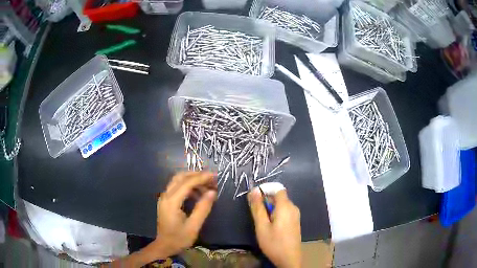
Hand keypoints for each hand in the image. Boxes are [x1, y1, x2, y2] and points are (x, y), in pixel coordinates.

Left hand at [154, 171, 216, 257]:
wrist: (164, 246)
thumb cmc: (179, 238)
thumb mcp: (193, 226)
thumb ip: (202, 208)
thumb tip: (212, 192)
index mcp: (172, 201)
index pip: (187, 183)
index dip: (201, 177)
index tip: (214, 176)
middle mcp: (166, 195)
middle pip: (180, 177)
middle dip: (197, 175)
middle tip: (212, 178)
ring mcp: (164, 197)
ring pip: (178, 180)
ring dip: (192, 179)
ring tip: (207, 186)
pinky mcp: (166, 201)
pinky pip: (177, 187)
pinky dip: (188, 186)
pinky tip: (198, 194)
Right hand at [248, 188, 301, 267]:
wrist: (289, 258)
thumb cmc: (274, 243)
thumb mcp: (262, 226)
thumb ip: (258, 208)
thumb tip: (254, 191)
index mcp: (286, 206)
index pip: (277, 189)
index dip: (266, 190)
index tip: (255, 198)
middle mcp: (293, 208)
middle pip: (279, 197)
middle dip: (266, 201)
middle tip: (255, 213)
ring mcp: (295, 215)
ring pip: (281, 205)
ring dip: (270, 208)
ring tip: (262, 222)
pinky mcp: (295, 222)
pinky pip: (285, 212)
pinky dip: (276, 214)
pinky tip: (270, 226)